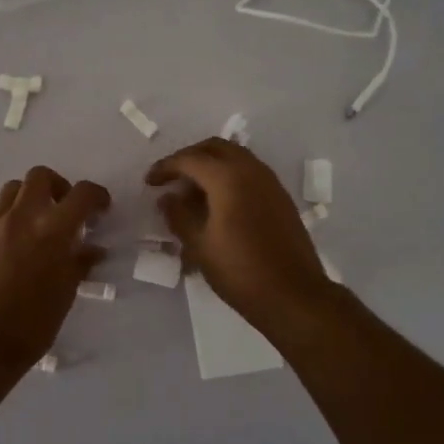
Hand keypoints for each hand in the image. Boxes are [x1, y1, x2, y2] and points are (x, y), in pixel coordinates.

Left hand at [0, 166, 109, 375]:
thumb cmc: (32, 324)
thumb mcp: (65, 294)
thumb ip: (79, 263)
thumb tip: (93, 249)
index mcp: (52, 231)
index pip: (81, 194)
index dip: (97, 196)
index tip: (102, 209)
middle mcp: (22, 218)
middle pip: (41, 176)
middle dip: (60, 186)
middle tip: (67, 210)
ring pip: (14, 188)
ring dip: (32, 195)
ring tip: (42, 221)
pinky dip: (14, 215)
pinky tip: (21, 243)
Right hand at [146, 139, 336, 334]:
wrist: (293, 295)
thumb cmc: (240, 271)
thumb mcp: (199, 246)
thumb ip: (179, 216)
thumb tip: (167, 198)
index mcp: (228, 178)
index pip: (189, 159)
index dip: (165, 167)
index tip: (150, 182)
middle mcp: (252, 170)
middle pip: (215, 148)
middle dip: (190, 157)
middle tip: (171, 178)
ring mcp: (271, 182)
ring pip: (236, 157)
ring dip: (211, 165)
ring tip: (193, 192)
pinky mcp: (281, 198)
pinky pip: (250, 173)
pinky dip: (229, 177)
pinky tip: (219, 204)